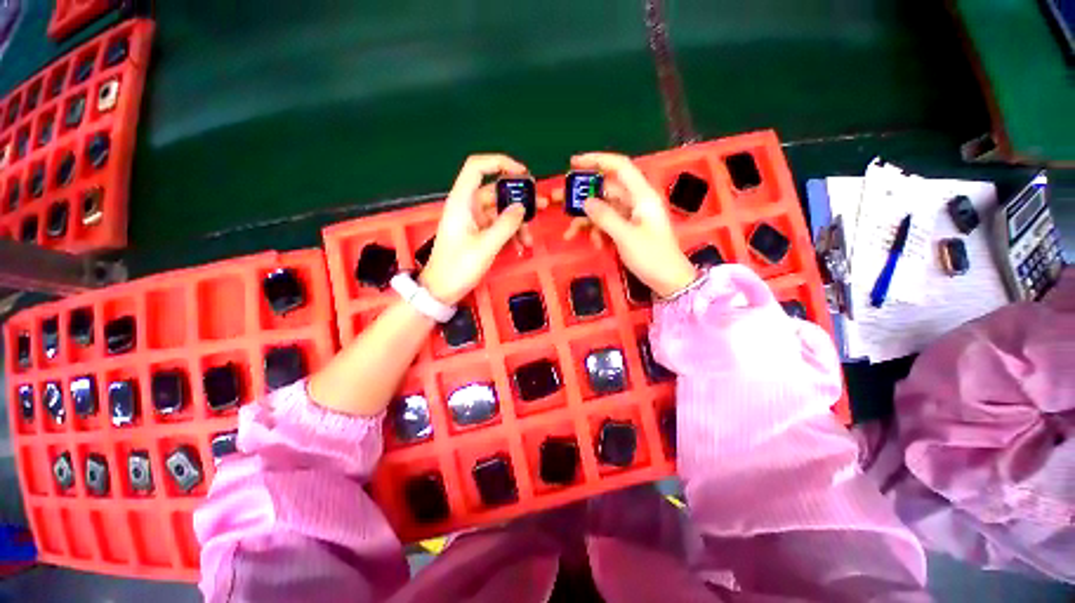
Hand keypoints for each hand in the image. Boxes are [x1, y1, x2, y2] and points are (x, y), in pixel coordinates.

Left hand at [421, 154, 544, 304]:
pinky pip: (498, 226)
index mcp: (462, 202)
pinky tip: (520, 246)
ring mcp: (473, 221)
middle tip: (541, 206)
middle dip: (518, 200)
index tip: (522, 173)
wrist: (441, 290)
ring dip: (517, 223)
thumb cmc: (458, 267)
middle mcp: (467, 206)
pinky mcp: (477, 233)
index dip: (499, 162)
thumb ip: (506, 224)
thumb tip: (522, 207)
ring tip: (529, 240)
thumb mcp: (486, 246)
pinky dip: (510, 234)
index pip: (477, 167)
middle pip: (495, 192)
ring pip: (500, 212)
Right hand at [564, 152, 697, 298]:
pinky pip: (607, 223)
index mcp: (642, 195)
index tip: (573, 163)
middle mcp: (636, 201)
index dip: (597, 160)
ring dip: (586, 221)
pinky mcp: (628, 228)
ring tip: (569, 234)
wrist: (668, 280)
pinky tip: (594, 244)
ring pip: (603, 209)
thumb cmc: (652, 257)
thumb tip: (586, 202)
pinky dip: (597, 232)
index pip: (619, 167)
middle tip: (558, 201)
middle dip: (582, 197)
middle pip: (605, 190)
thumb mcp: (626, 236)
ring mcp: (631, 215)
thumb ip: (605, 217)